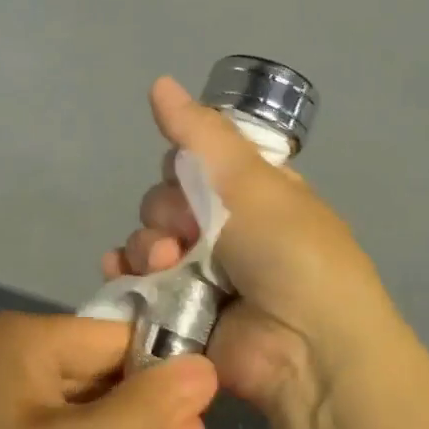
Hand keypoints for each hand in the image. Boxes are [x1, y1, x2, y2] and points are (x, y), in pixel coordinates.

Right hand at [102, 77, 394, 425]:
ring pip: (148, 242)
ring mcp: (202, 274)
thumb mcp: (251, 180)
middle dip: (164, 212)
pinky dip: (124, 275)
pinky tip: (120, 273)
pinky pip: (138, 284)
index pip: (193, 162)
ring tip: (166, 265)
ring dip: (147, 247)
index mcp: (249, 193)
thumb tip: (159, 82)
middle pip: (164, 201)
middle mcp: (225, 230)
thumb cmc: (289, 250)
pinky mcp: (179, 313)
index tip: (188, 178)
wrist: (307, 346)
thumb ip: (200, 133)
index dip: (181, 166)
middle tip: (187, 234)